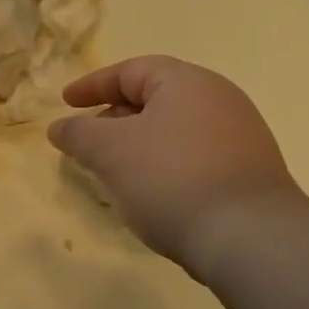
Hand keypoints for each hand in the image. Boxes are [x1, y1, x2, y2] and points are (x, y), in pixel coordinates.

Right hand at [47, 56, 302, 274]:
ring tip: (113, 171)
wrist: (249, 237)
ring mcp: (240, 138)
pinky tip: (150, 193)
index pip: (131, 71)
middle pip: (155, 98)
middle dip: (114, 117)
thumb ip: (78, 134)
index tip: (65, 103)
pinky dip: (163, 165)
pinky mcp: (248, 173)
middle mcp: (219, 100)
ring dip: (138, 145)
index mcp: (187, 83)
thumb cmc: (170, 178)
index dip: (93, 85)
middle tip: (86, 141)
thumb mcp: (110, 151)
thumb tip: (59, 127)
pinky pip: (192, 157)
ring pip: (173, 131)